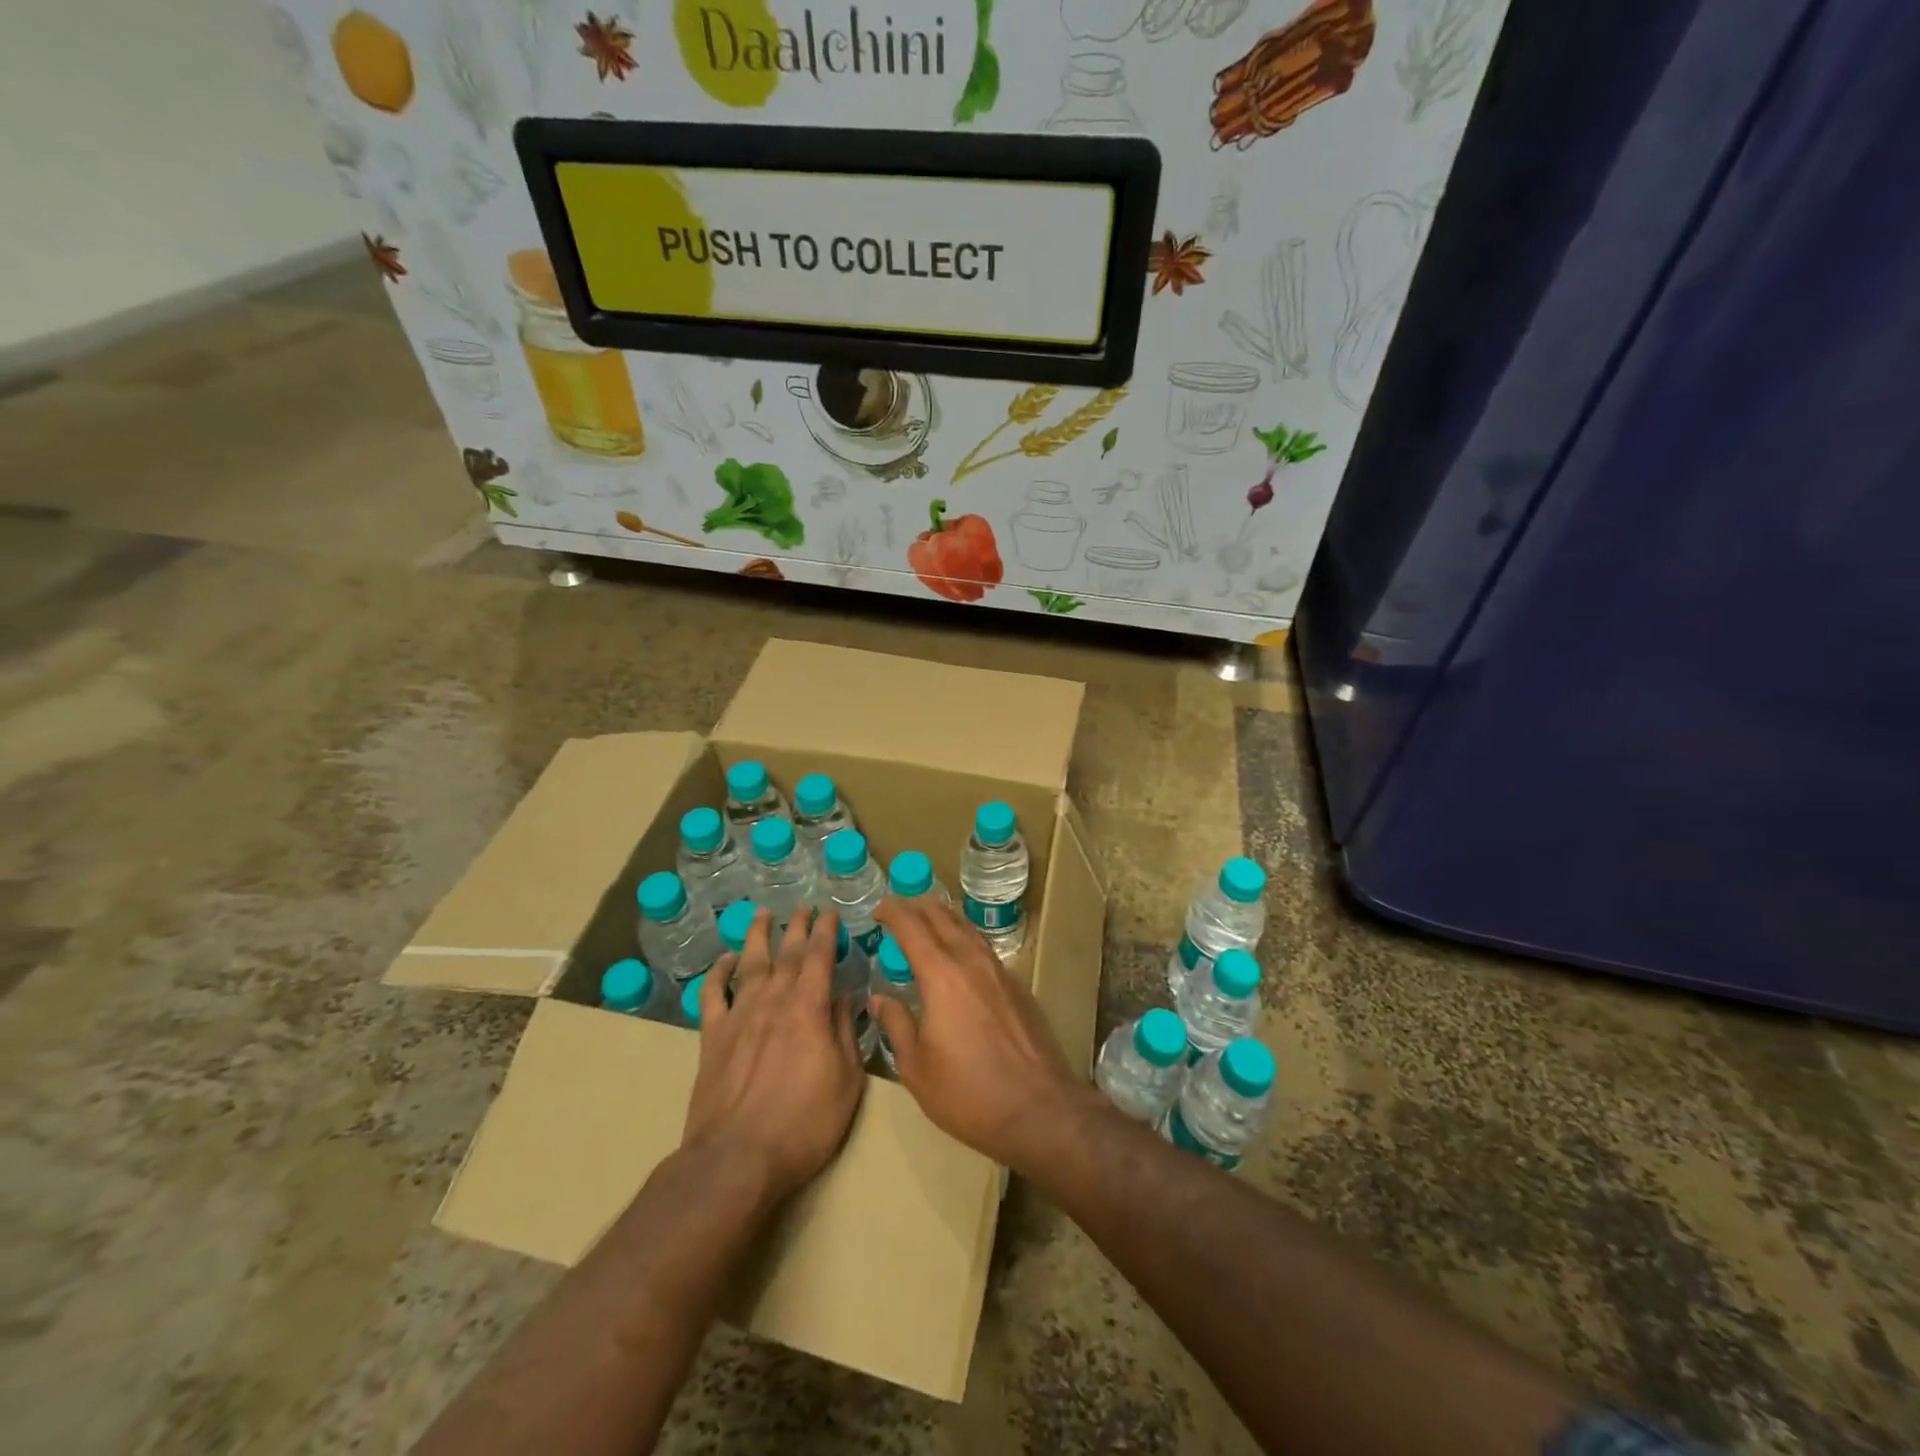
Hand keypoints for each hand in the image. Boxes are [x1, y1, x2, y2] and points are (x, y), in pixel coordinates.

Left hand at [681, 908, 864, 1203]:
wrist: (736, 1159)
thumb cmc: (803, 1125)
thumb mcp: (846, 1082)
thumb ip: (845, 1034)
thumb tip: (844, 998)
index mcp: (808, 1009)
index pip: (819, 958)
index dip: (826, 932)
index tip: (830, 913)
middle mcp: (773, 1001)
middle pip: (786, 954)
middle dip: (798, 927)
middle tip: (804, 908)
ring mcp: (739, 1017)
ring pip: (749, 964)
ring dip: (757, 936)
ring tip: (762, 914)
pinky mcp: (712, 1038)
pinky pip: (713, 995)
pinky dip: (718, 973)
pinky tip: (724, 961)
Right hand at [869, 896, 1086, 1171]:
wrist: (1039, 1109)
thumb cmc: (968, 1093)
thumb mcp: (916, 1067)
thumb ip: (896, 1025)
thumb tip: (880, 999)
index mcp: (941, 975)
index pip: (912, 926)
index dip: (892, 911)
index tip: (878, 909)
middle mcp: (972, 961)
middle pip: (943, 916)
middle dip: (917, 907)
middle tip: (899, 912)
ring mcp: (1000, 971)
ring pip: (968, 928)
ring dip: (944, 919)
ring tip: (928, 926)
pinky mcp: (1019, 986)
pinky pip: (985, 949)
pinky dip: (965, 940)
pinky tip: (961, 958)